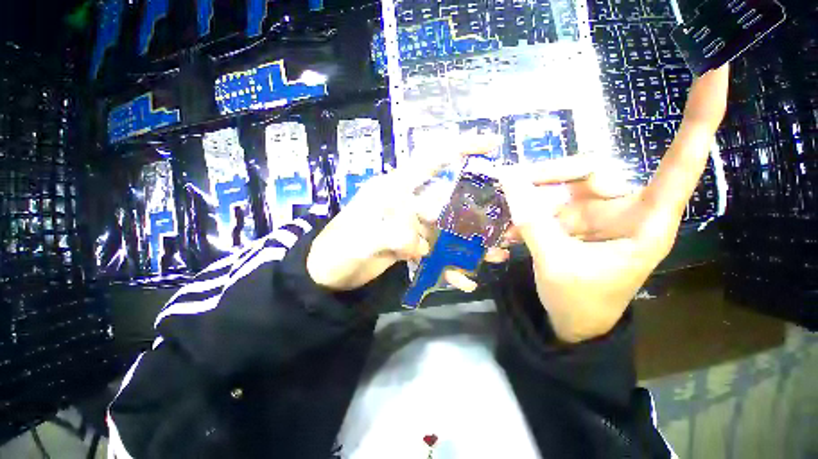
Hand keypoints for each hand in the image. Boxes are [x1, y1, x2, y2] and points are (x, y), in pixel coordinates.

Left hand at [307, 136, 509, 292]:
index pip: (429, 160)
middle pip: (448, 199)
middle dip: (476, 209)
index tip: (490, 145)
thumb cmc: (336, 252)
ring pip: (447, 228)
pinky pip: (436, 251)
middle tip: (505, 222)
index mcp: (394, 190)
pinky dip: (449, 265)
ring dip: (470, 242)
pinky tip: (465, 279)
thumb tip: (418, 243)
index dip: (458, 148)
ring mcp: (411, 225)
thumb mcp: (358, 243)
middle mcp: (407, 203)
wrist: (326, 273)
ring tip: (497, 254)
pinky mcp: (411, 244)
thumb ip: (387, 237)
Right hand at [498, 65, 729, 342]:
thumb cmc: (580, 302)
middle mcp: (622, 208)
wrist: (572, 322)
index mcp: (645, 222)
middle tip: (509, 184)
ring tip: (506, 220)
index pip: (681, 163)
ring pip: (560, 184)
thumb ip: (532, 221)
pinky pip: (546, 201)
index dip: (701, 117)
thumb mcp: (556, 264)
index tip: (715, 69)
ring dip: (529, 197)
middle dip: (546, 176)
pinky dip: (526, 210)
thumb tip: (508, 178)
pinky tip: (510, 229)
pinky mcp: (572, 219)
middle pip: (588, 169)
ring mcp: (594, 212)